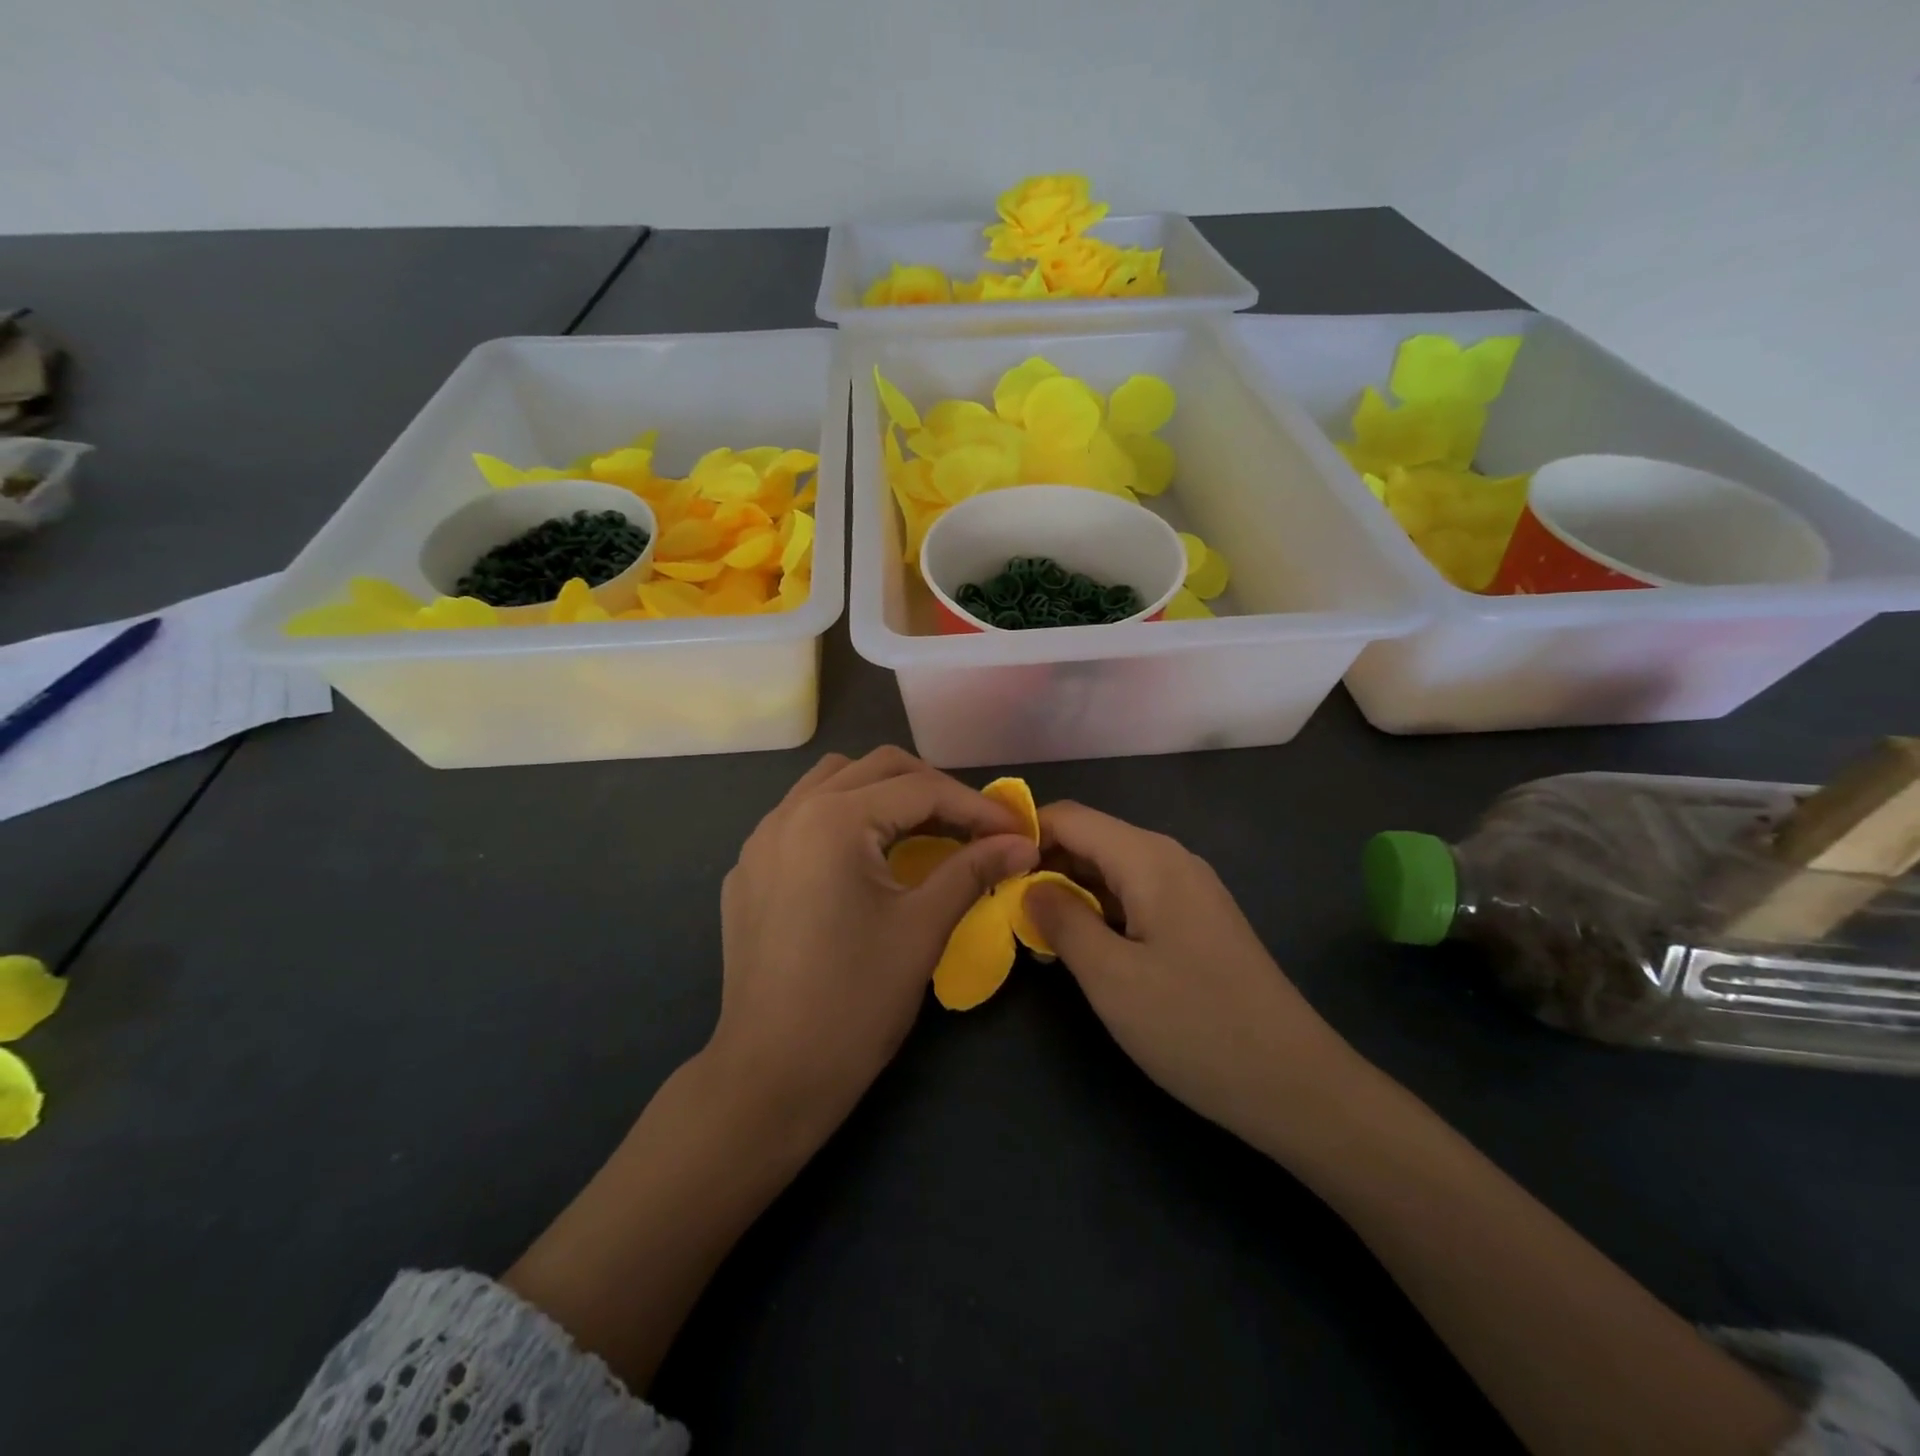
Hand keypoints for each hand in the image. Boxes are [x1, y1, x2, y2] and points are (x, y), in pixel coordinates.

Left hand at [711, 746, 1039, 1150]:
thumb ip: (973, 870)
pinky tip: (863, 860)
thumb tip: (1023, 844)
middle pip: (876, 767)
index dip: (977, 807)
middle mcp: (790, 812)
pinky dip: (843, 818)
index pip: (921, 790)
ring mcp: (760, 840)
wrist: (770, 1077)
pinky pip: (801, 817)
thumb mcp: (923, 928)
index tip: (1017, 830)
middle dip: (933, 789)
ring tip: (922, 831)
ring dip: (883, 793)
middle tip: (973, 827)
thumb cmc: (855, 1002)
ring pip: (832, 782)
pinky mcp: (748, 871)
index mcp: (833, 820)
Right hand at [1023, 801, 1360, 1155]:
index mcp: (1148, 858)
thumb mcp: (1110, 977)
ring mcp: (1189, 889)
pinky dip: (1100, 910)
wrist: (1294, 1084)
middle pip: (1091, 839)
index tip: (982, 865)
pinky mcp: (1197, 920)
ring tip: (1032, 929)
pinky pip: (1135, 896)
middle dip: (1043, 864)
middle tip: (1000, 905)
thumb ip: (1061, 920)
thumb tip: (1028, 886)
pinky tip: (1082, 946)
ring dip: (1069, 890)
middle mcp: (1170, 859)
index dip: (1022, 832)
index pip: (1069, 817)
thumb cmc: (1194, 1026)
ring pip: (1111, 869)